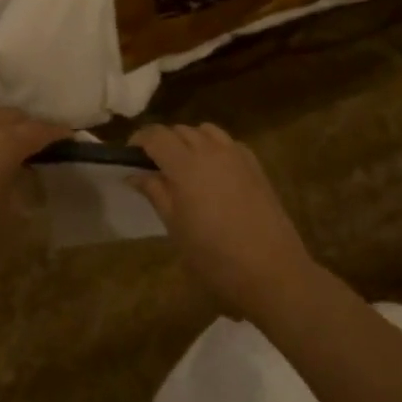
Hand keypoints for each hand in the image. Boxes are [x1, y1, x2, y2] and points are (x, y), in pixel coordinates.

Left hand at [0, 104, 69, 274]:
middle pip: (14, 115)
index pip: (41, 130)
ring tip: (3, 136)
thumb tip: (26, 175)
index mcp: (8, 142)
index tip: (69, 138)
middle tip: (37, 142)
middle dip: (29, 125)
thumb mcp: (9, 215)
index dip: (58, 133)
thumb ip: (23, 187)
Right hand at [129, 124, 318, 317]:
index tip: (129, 156)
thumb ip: (156, 193)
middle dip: (163, 142)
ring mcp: (237, 155)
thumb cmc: (215, 257)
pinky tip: (213, 172)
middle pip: (179, 130)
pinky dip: (213, 147)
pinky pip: (227, 143)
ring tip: (183, 167)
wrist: (272, 271)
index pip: (156, 135)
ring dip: (189, 141)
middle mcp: (211, 150)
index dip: (139, 140)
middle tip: (153, 168)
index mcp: (186, 165)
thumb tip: (135, 174)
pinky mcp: (255, 165)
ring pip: (205, 131)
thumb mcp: (176, 228)